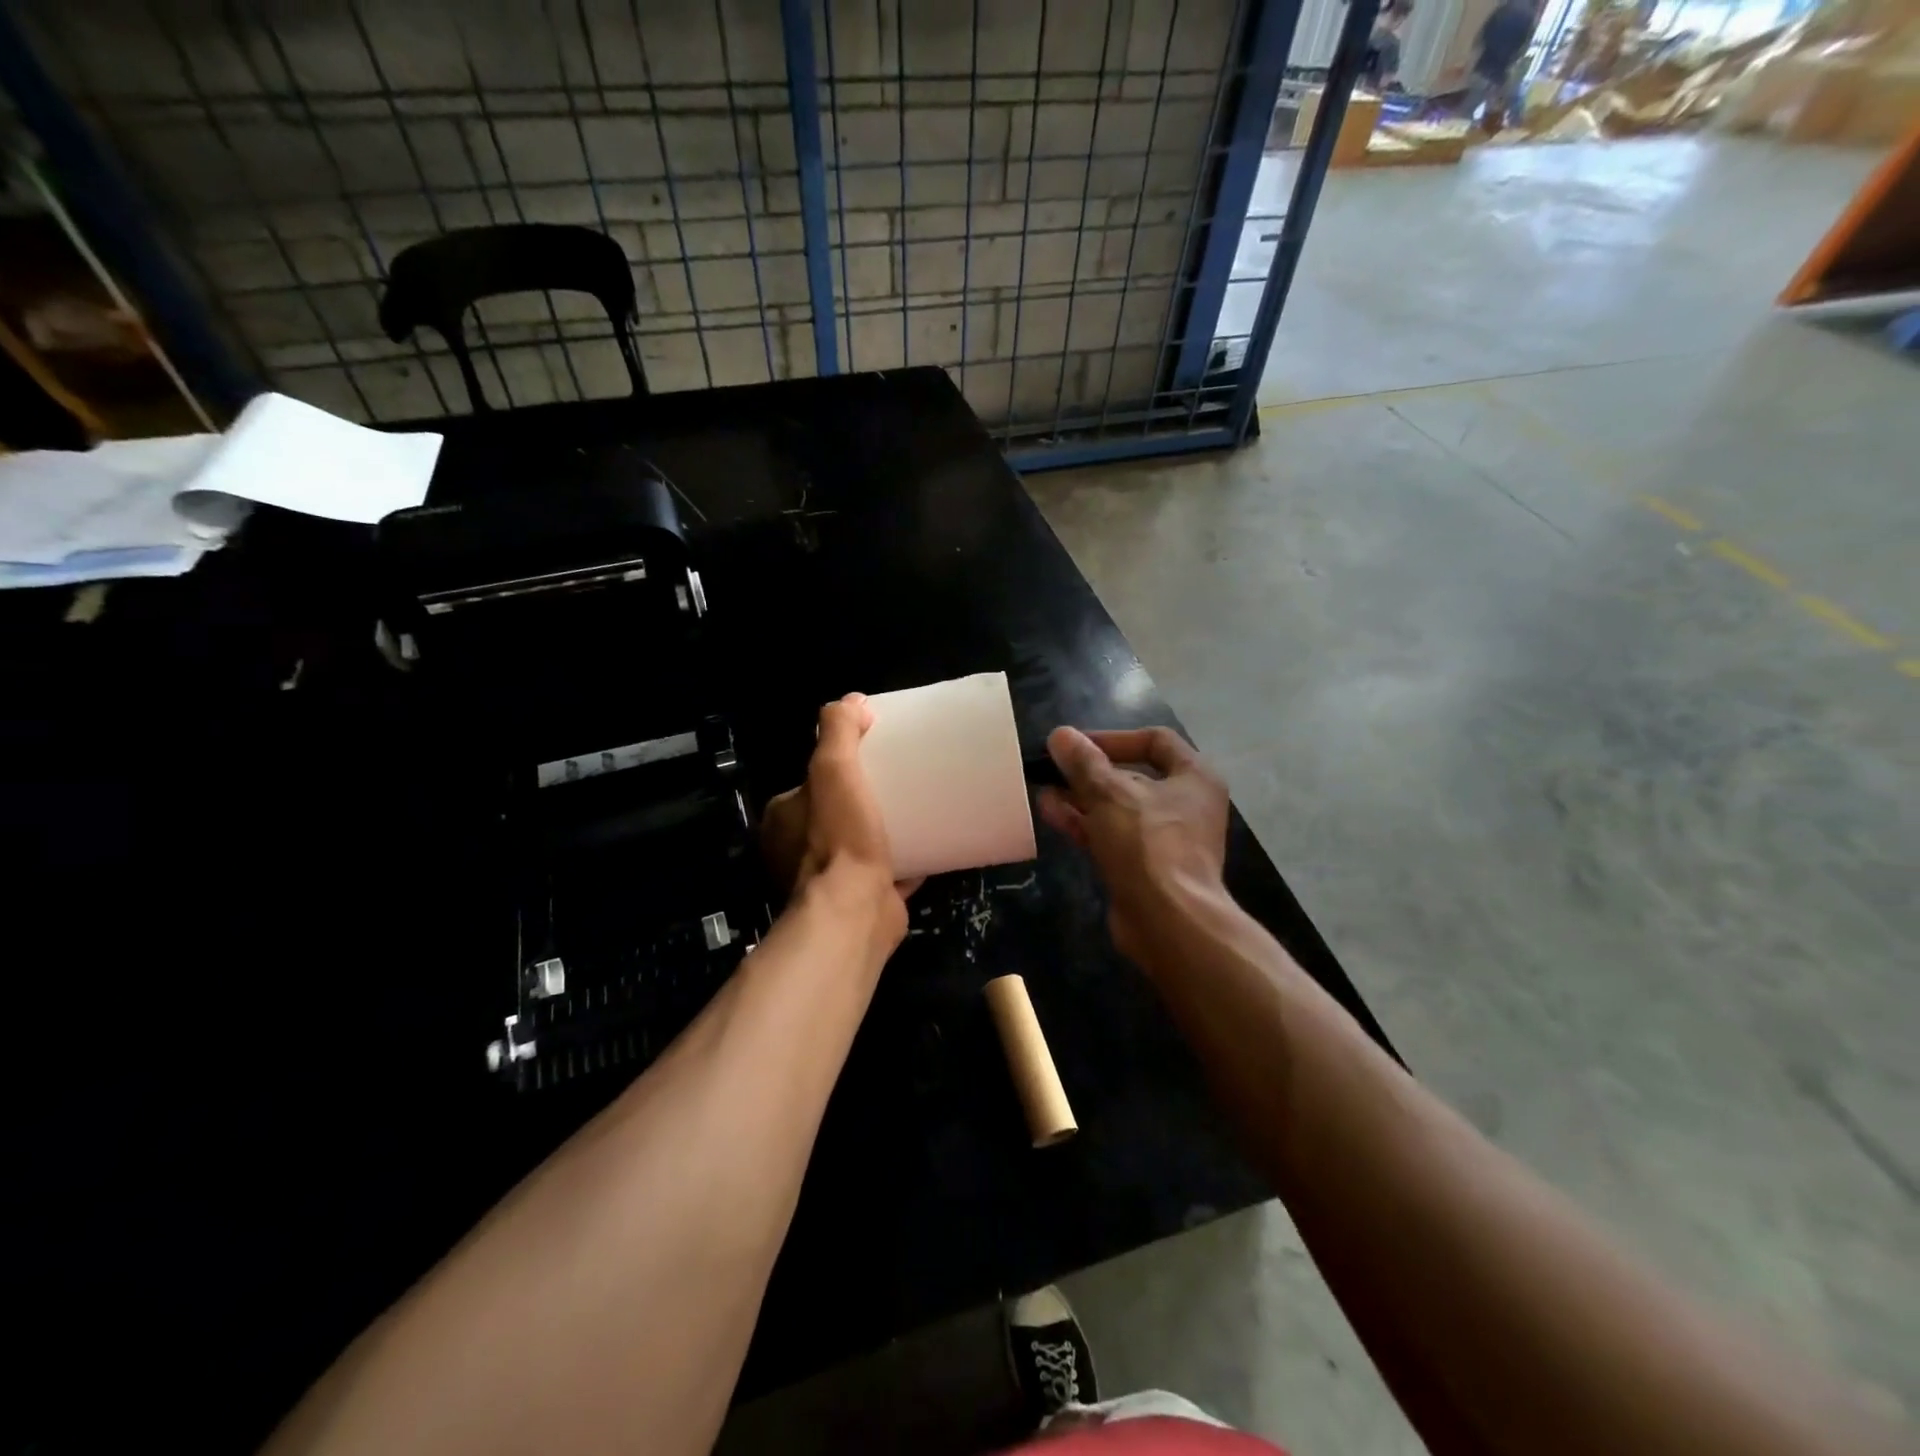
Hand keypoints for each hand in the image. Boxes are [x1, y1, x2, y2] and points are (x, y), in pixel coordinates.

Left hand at [761, 694, 918, 940]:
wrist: (854, 911)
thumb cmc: (839, 836)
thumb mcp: (833, 769)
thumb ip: (837, 731)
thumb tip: (852, 701)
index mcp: (784, 820)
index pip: (811, 784)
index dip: (838, 767)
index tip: (871, 757)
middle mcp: (798, 852)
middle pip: (837, 813)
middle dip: (864, 799)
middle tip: (900, 782)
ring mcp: (830, 880)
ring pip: (860, 844)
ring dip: (884, 831)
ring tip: (918, 809)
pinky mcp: (862, 900)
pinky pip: (887, 872)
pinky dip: (905, 861)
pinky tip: (930, 845)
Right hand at [1038, 725, 1229, 962]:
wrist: (1169, 923)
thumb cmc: (1148, 845)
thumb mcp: (1110, 794)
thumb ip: (1083, 762)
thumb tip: (1060, 735)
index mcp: (1193, 777)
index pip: (1154, 740)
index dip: (1112, 737)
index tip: (1076, 745)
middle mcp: (1184, 804)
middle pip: (1132, 775)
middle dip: (1089, 771)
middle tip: (1052, 768)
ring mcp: (1165, 838)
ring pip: (1117, 808)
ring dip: (1080, 797)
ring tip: (1043, 789)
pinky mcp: (1145, 866)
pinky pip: (1112, 835)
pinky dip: (1084, 823)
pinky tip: (1051, 814)